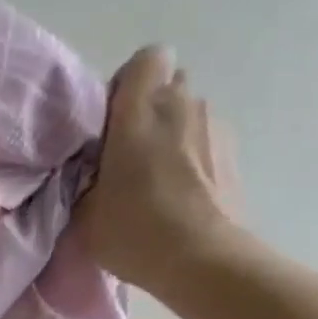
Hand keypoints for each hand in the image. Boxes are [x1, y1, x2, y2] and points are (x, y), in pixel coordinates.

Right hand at [74, 47, 243, 296]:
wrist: (202, 260)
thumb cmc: (134, 230)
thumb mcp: (82, 212)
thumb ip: (83, 178)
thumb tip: (91, 168)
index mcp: (140, 109)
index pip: (147, 58)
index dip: (129, 83)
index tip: (113, 120)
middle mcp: (183, 104)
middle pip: (169, 85)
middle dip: (150, 109)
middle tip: (129, 152)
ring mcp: (215, 127)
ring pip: (189, 115)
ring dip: (173, 135)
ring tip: (156, 180)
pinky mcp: (234, 154)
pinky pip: (206, 142)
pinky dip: (193, 159)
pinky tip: (181, 195)